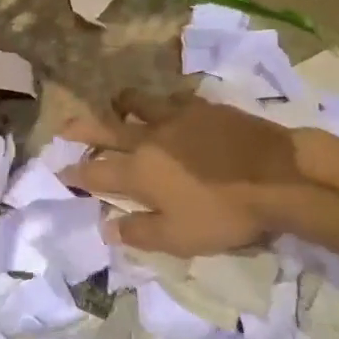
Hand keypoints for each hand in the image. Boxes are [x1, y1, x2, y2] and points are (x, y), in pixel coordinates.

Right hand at [61, 90, 338, 256]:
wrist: (277, 175)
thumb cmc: (225, 212)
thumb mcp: (180, 238)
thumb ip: (139, 232)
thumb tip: (106, 228)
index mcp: (138, 172)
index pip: (96, 171)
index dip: (75, 172)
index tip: (61, 170)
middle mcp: (148, 139)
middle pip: (105, 129)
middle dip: (81, 129)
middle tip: (63, 127)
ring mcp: (175, 118)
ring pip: (136, 104)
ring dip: (119, 106)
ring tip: (114, 106)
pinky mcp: (202, 106)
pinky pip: (171, 99)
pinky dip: (160, 104)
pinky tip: (167, 108)